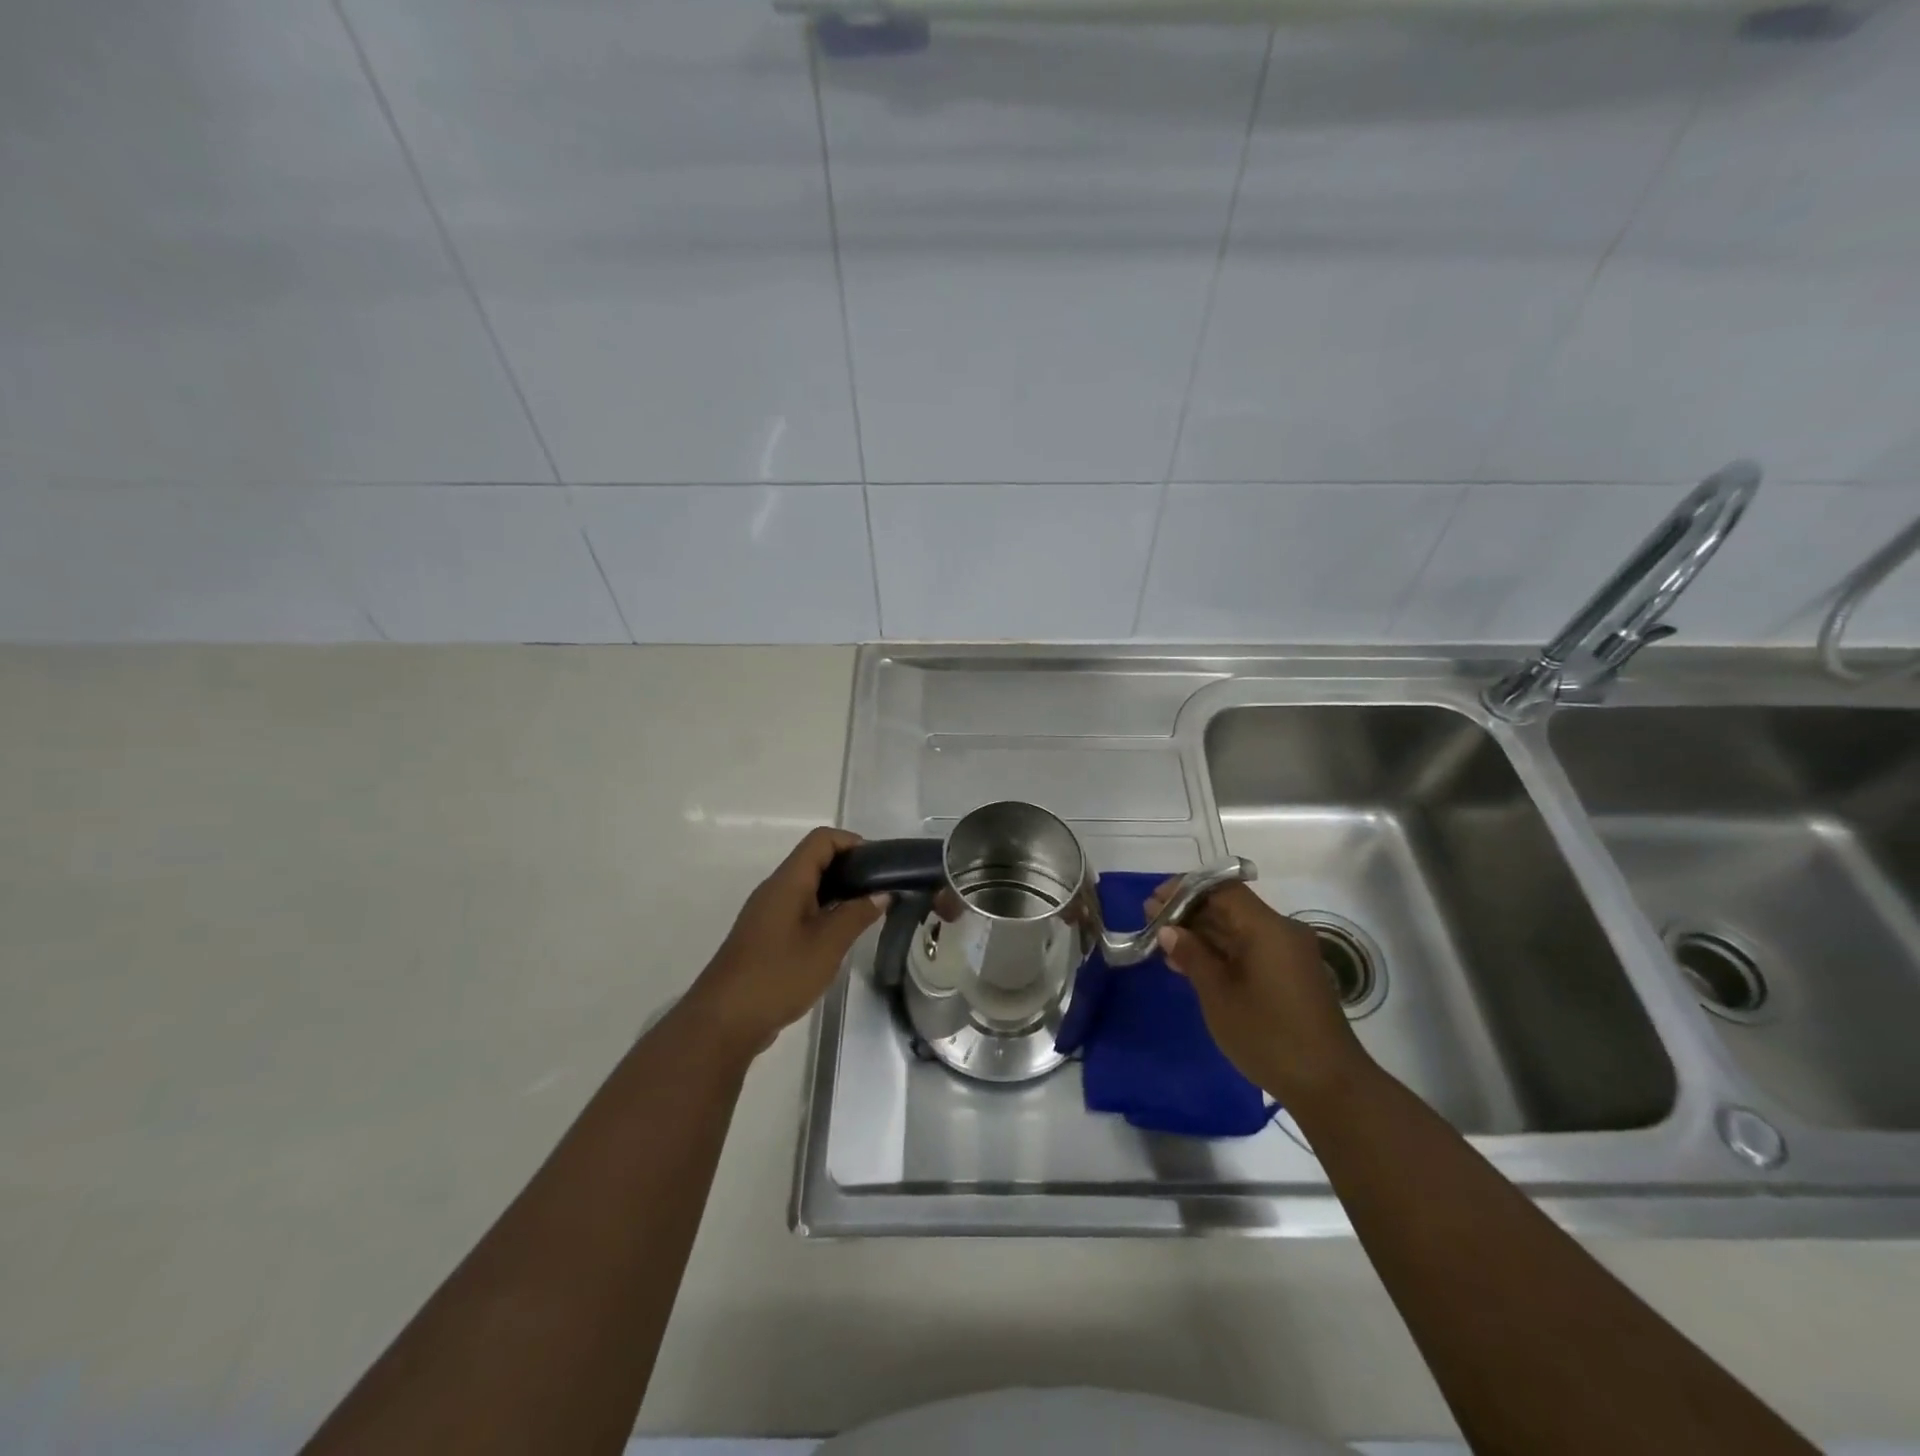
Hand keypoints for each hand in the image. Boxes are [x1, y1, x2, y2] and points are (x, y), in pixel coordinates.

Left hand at [685, 827, 885, 1060]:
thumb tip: (882, 894)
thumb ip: (856, 915)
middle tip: (880, 890)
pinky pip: (798, 910)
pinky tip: (839, 937)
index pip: (821, 840)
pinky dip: (823, 912)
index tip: (880, 865)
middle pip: (814, 860)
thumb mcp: (827, 945)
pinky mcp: (765, 936)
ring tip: (866, 912)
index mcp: (788, 882)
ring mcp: (767, 914)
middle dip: (850, 868)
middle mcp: (775, 890)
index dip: (852, 842)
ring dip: (838, 892)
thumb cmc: (778, 975)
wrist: (724, 1021)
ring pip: (807, 887)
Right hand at [1148, 880, 1368, 1105]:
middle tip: (1151, 924)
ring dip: (1203, 934)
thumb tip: (1168, 930)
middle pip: (1230, 906)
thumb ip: (1192, 956)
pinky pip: (1250, 949)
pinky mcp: (1291, 975)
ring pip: (1239, 929)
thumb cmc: (1268, 1036)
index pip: (1221, 889)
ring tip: (1164, 947)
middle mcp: (1282, 931)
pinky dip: (1221, 952)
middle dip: (1190, 912)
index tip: (1153, 902)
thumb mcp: (1219, 995)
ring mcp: (1289, 954)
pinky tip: (1192, 966)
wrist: (1330, 1087)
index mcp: (1267, 928)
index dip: (1184, 890)